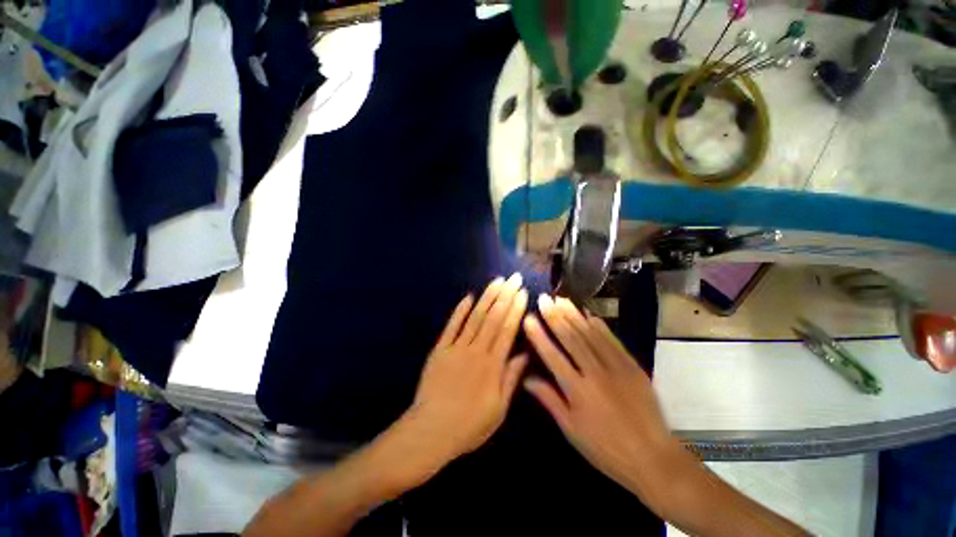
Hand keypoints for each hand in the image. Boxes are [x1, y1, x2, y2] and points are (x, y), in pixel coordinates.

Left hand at [398, 274, 528, 478]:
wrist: (431, 431)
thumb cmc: (469, 425)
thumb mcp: (499, 409)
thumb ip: (511, 378)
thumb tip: (525, 354)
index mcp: (493, 365)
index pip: (507, 330)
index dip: (515, 309)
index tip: (522, 293)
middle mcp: (476, 350)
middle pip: (493, 318)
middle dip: (505, 296)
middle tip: (513, 278)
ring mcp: (456, 347)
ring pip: (475, 317)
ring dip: (487, 298)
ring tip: (497, 282)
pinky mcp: (440, 349)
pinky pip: (451, 326)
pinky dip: (460, 311)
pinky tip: (468, 297)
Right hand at [522, 295, 678, 502]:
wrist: (653, 458)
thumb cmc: (605, 448)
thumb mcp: (571, 429)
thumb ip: (549, 399)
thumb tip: (526, 379)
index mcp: (577, 390)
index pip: (552, 356)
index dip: (539, 335)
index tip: (528, 318)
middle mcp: (595, 373)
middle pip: (571, 339)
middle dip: (555, 317)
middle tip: (544, 299)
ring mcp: (616, 367)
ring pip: (590, 335)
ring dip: (574, 315)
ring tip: (561, 300)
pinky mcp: (632, 367)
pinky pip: (613, 341)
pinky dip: (600, 326)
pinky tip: (589, 314)